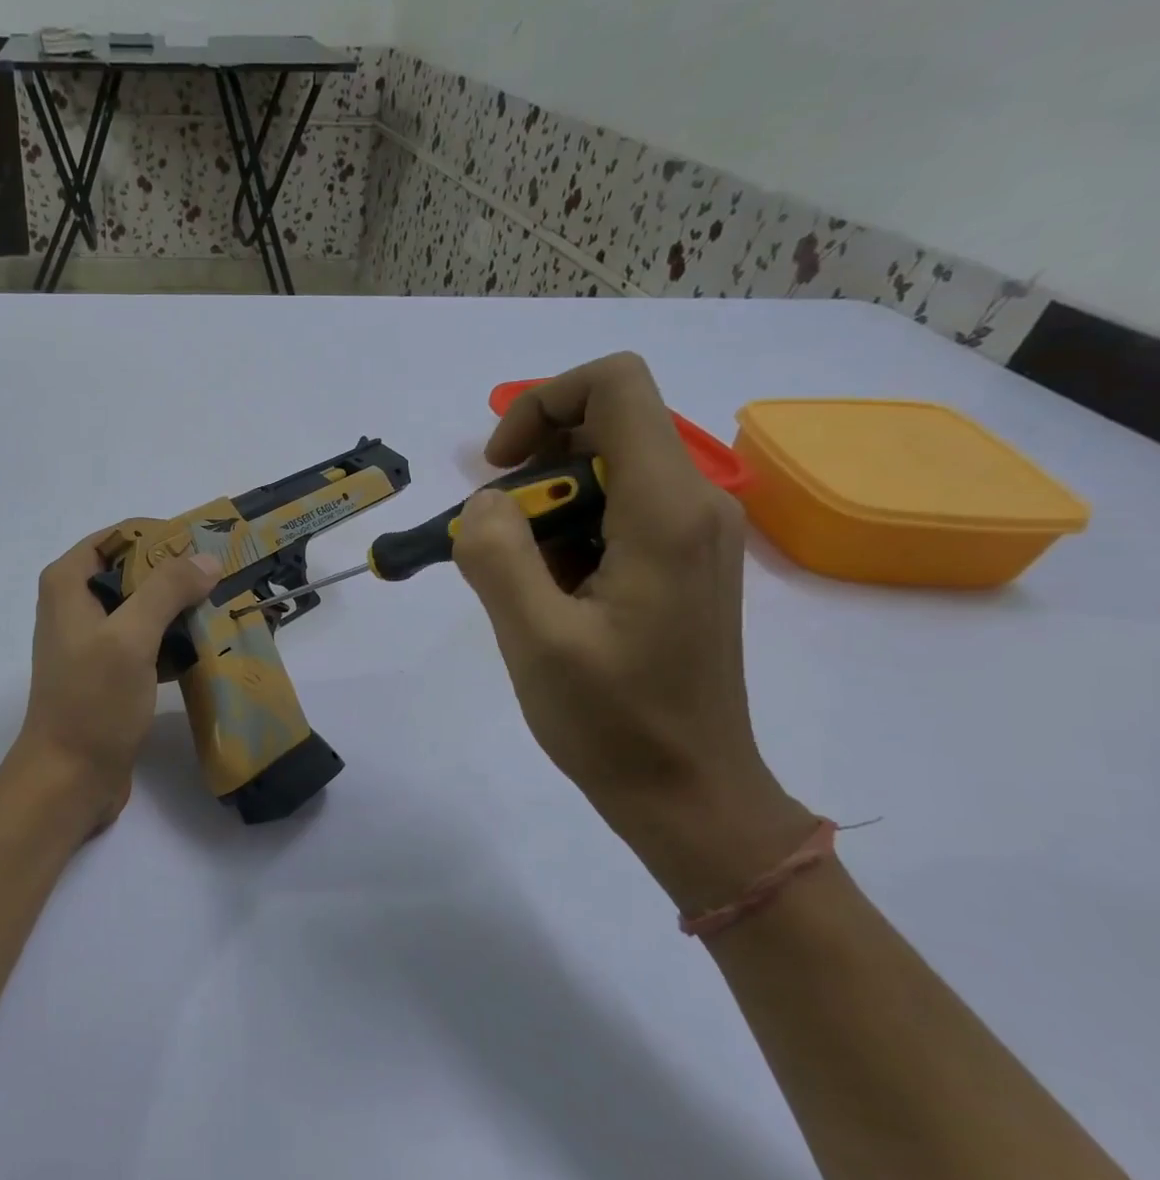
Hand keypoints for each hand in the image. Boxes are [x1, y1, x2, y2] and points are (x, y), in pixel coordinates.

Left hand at [3, 529, 221, 837]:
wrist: (69, 779)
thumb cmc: (93, 702)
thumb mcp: (130, 638)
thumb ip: (166, 590)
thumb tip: (206, 559)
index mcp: (68, 583)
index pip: (120, 536)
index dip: (163, 536)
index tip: (208, 547)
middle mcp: (76, 604)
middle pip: (136, 571)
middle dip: (180, 575)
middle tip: (226, 580)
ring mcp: (94, 641)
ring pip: (146, 608)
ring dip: (182, 610)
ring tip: (227, 611)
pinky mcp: (111, 672)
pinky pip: (149, 642)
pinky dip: (175, 642)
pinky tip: (210, 648)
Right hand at [453, 352, 817, 910]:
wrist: (689, 793)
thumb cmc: (614, 722)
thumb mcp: (535, 639)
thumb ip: (497, 554)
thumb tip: (487, 502)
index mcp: (665, 510)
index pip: (614, 385)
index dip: (540, 403)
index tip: (497, 471)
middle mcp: (692, 504)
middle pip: (603, 426)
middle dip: (531, 472)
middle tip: (494, 542)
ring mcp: (690, 535)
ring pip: (602, 475)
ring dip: (542, 514)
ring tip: (518, 585)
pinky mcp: (678, 564)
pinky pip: (613, 516)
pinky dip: (564, 539)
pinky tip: (546, 599)